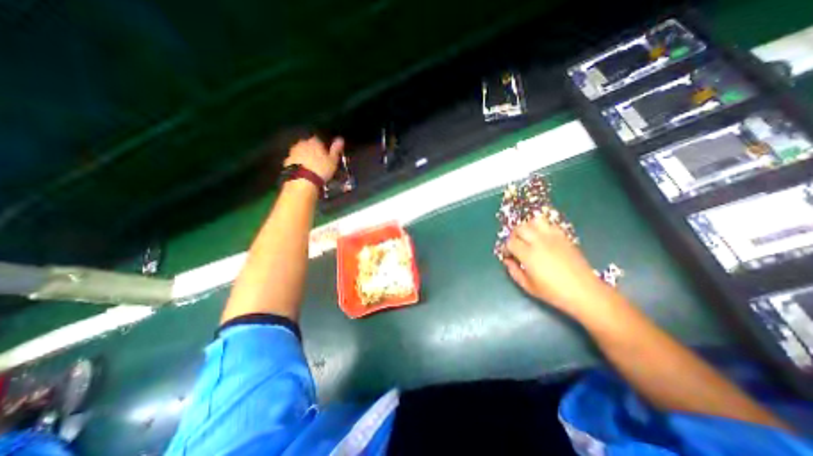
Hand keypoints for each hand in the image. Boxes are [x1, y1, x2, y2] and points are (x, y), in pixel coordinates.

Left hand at [284, 136, 343, 181]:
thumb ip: (336, 149)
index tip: (326, 154)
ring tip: (311, 166)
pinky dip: (299, 163)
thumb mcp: (333, 160)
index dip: (323, 147)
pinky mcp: (287, 160)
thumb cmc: (321, 169)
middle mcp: (302, 143)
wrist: (302, 180)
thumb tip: (341, 139)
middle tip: (318, 161)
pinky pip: (295, 160)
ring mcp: (293, 151)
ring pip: (301, 151)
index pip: (319, 140)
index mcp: (314, 141)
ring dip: (305, 156)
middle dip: (313, 150)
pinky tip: (303, 170)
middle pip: (308, 145)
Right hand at [502, 217, 610, 315]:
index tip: (508, 255)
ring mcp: (553, 237)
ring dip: (528, 227)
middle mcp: (539, 242)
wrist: (584, 291)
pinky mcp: (564, 237)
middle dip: (514, 235)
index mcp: (528, 255)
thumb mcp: (528, 286)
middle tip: (516, 245)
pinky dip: (542, 228)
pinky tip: (543, 238)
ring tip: (529, 237)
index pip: (510, 242)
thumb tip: (507, 260)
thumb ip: (513, 271)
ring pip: (534, 221)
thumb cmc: (553, 292)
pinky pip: (549, 224)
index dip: (506, 248)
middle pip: (520, 228)